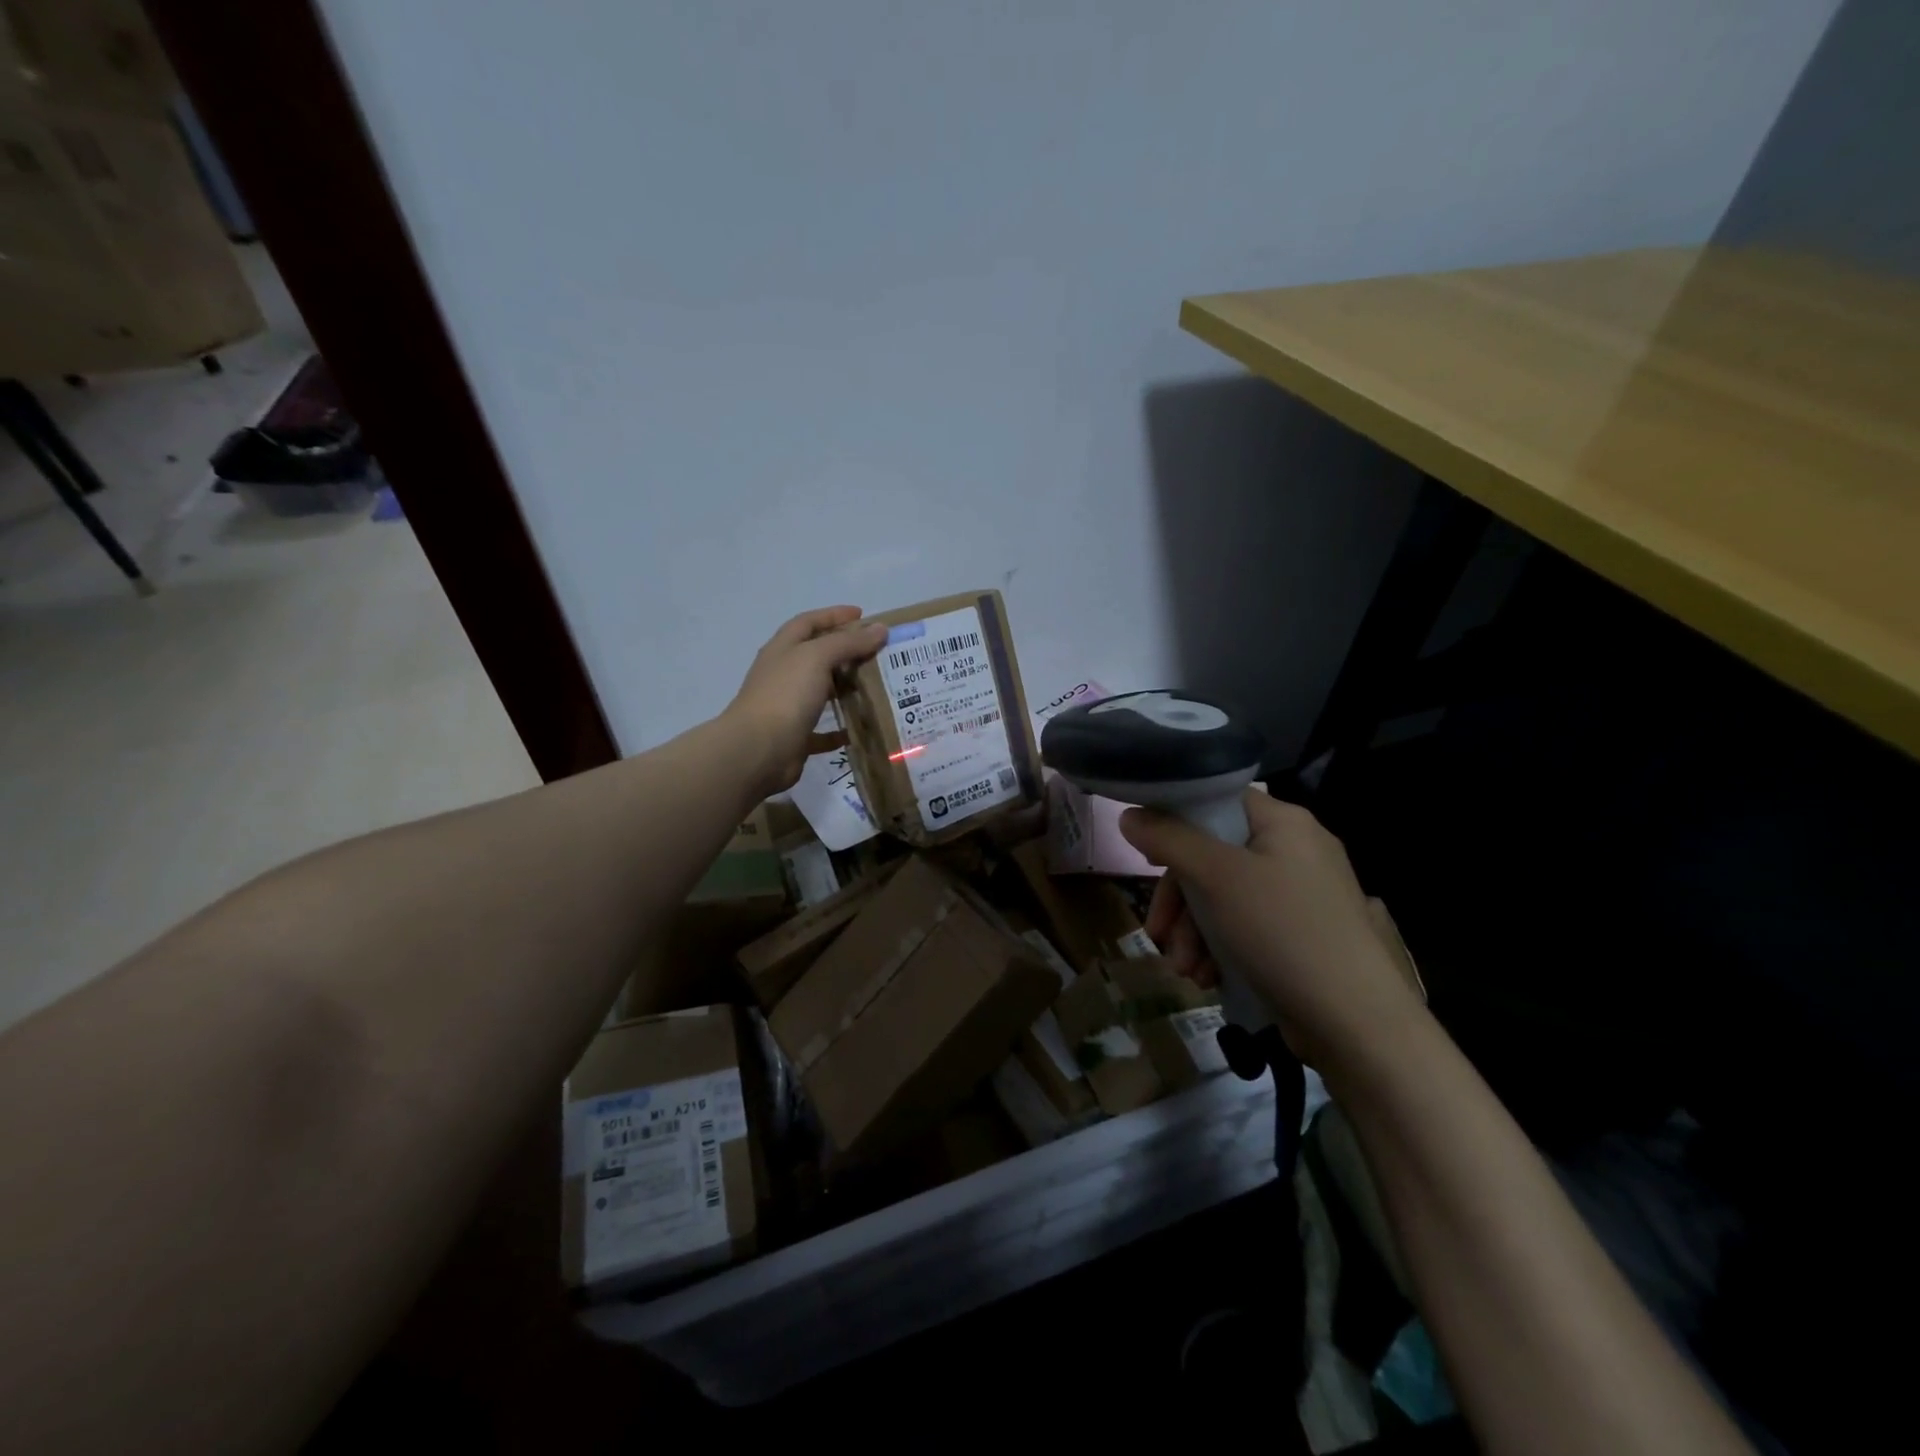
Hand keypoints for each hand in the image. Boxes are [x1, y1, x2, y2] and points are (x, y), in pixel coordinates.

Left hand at [723, 606, 888, 794]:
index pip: (808, 622)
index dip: (834, 615)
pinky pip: (823, 731)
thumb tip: (880, 628)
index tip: (862, 615)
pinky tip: (861, 728)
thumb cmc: (785, 695)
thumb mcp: (817, 657)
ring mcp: (788, 706)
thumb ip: (848, 642)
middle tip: (878, 652)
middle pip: (816, 656)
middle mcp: (783, 674)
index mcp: (783, 649)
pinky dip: (841, 729)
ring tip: (877, 687)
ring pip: (821, 691)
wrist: (758, 751)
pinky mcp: (796, 737)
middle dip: (845, 651)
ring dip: (845, 688)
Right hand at [1121, 791, 1424, 1068]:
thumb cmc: (1282, 931)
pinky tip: (1207, 978)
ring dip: (1193, 932)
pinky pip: (1245, 926)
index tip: (1148, 859)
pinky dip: (1219, 949)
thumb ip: (1168, 839)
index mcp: (1283, 822)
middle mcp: (1295, 850)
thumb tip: (1129, 815)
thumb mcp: (1215, 877)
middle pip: (1213, 856)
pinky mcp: (1301, 934)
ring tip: (1185, 970)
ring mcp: (1300, 895)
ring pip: (1223, 897)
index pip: (1216, 802)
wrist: (1357, 1023)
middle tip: (1158, 934)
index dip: (1175, 824)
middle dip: (1179, 901)